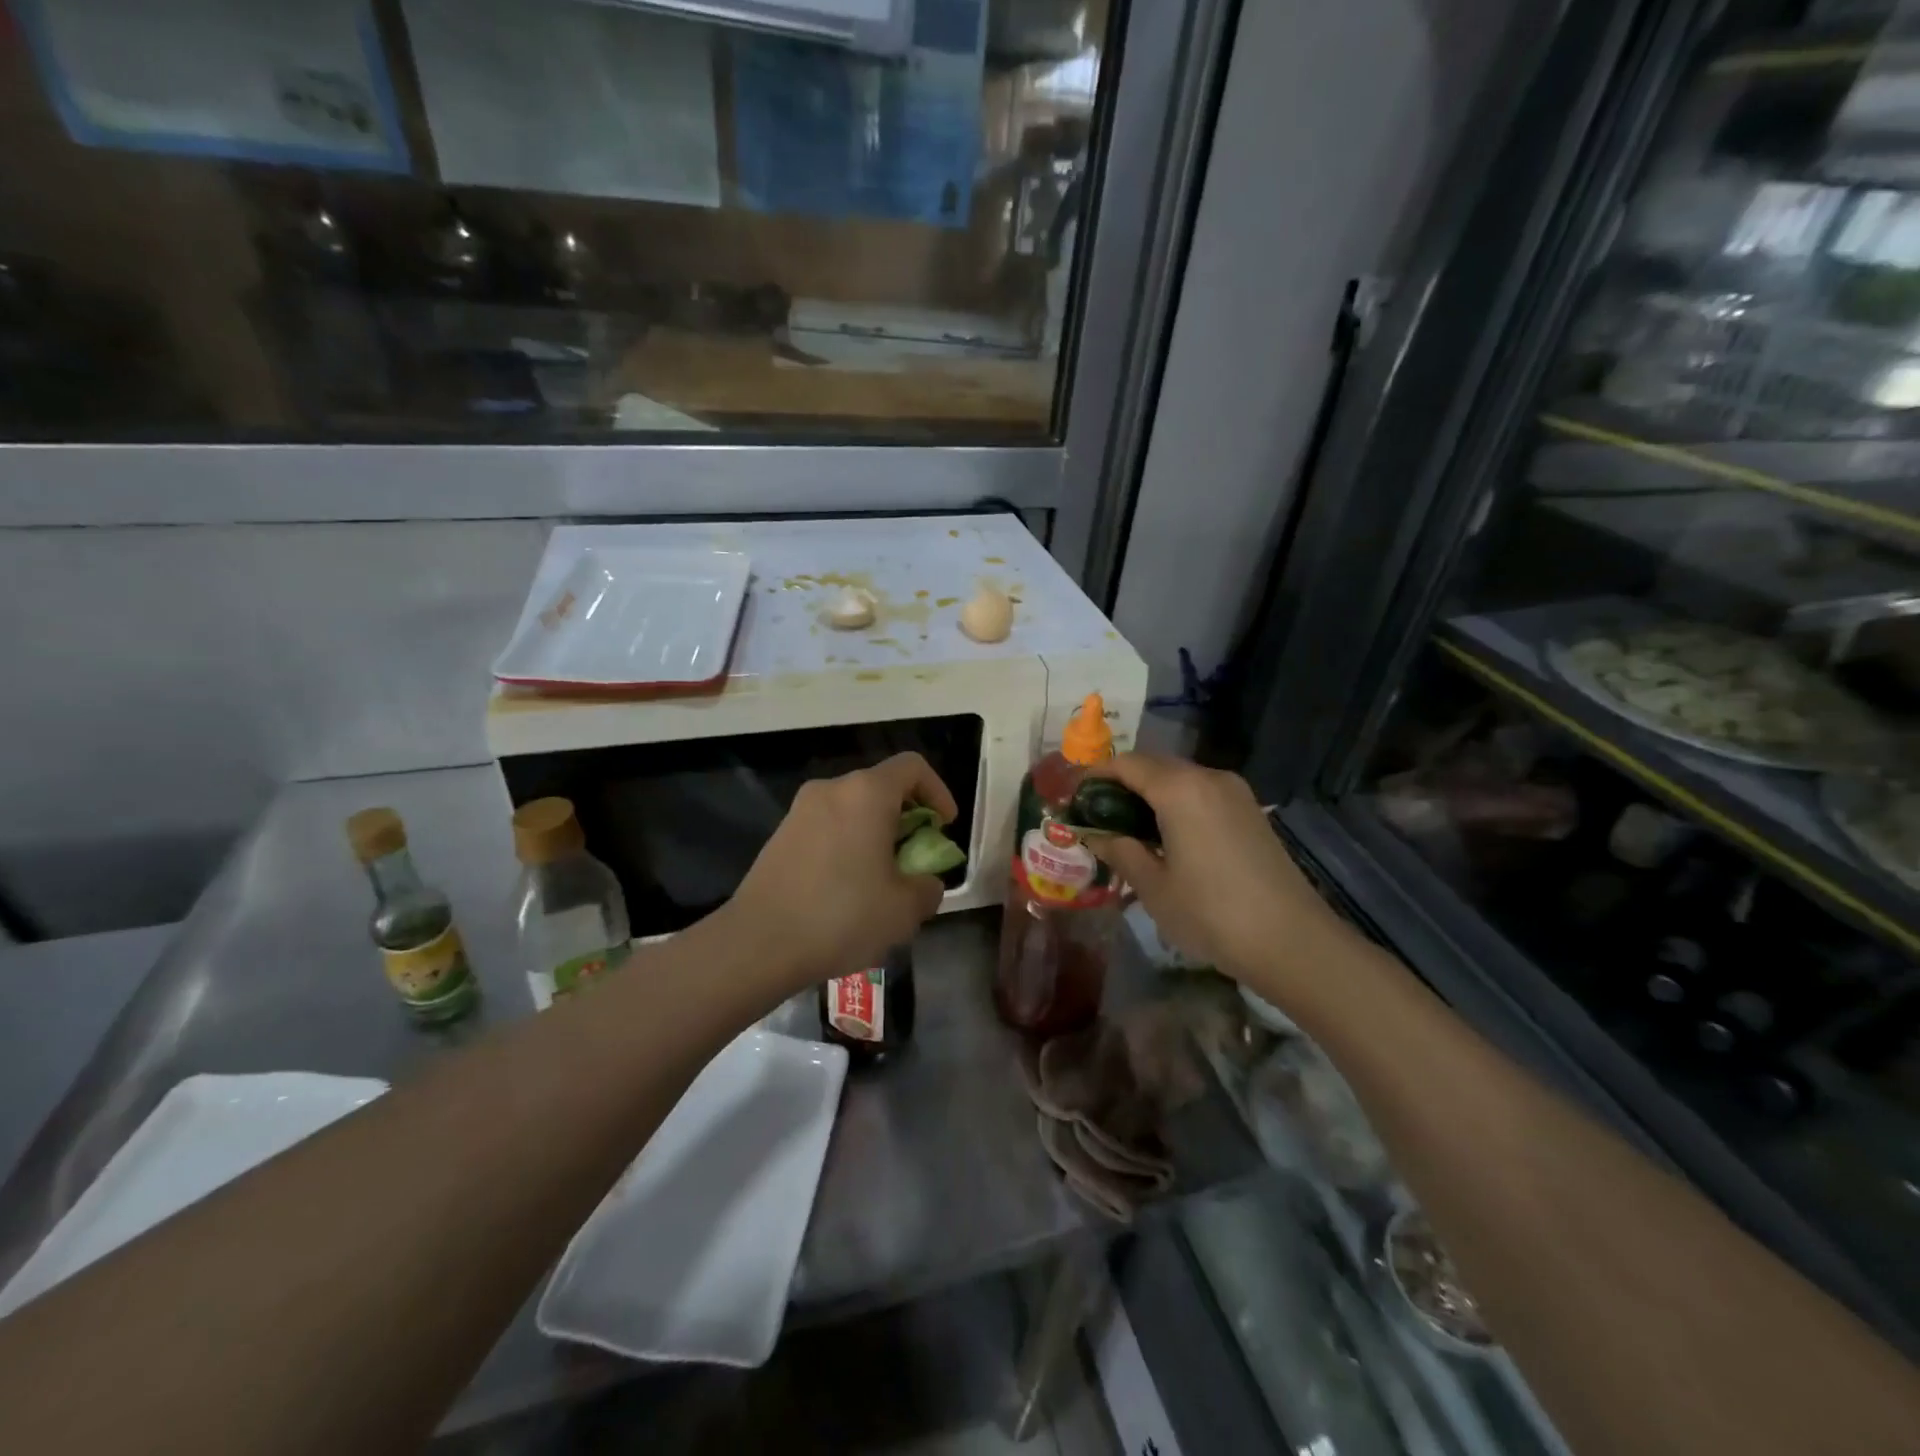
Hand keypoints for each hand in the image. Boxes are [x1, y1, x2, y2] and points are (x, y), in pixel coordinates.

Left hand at [726, 752, 957, 992]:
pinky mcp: (780, 836)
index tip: (943, 828)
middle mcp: (831, 790)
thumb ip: (928, 887)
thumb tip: (924, 882)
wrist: (758, 944)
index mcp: (866, 793)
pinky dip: (847, 846)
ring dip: (876, 835)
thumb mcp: (905, 910)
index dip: (938, 792)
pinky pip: (828, 829)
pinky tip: (845, 891)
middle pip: (881, 788)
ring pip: (853, 810)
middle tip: (915, 860)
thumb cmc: (842, 916)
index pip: (913, 767)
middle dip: (907, 819)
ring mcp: (800, 811)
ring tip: (882, 882)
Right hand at [1086, 755, 1346, 990]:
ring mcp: (1234, 792)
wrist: (1292, 941)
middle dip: (1120, 784)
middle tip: (1094, 815)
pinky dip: (1174, 803)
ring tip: (1126, 828)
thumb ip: (1120, 850)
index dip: (1093, 776)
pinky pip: (1200, 793)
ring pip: (1178, 778)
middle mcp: (1208, 777)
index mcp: (1179, 789)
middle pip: (1152, 766)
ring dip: (1148, 794)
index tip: (1072, 797)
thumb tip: (1093, 834)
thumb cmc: (1212, 913)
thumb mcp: (1153, 886)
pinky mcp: (1249, 811)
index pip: (1125, 764)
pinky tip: (1164, 836)